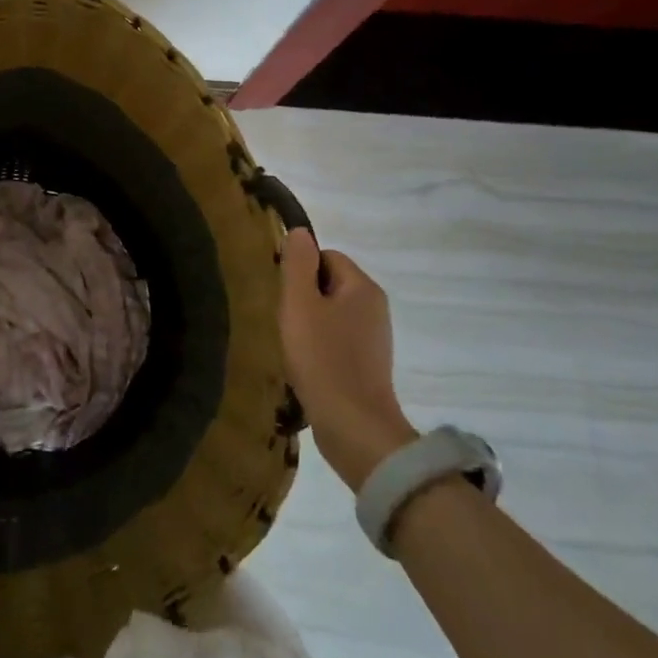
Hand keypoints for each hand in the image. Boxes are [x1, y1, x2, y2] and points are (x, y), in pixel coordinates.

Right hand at [279, 228, 416, 490]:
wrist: (353, 425)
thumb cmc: (322, 358)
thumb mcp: (300, 305)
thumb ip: (297, 264)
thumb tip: (299, 231)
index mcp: (363, 287)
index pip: (326, 256)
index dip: (299, 270)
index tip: (282, 295)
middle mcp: (375, 307)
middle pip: (330, 283)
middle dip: (303, 297)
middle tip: (283, 320)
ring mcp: (374, 338)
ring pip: (332, 313)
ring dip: (309, 323)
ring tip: (291, 345)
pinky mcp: (367, 364)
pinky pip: (338, 339)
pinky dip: (319, 346)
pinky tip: (305, 364)